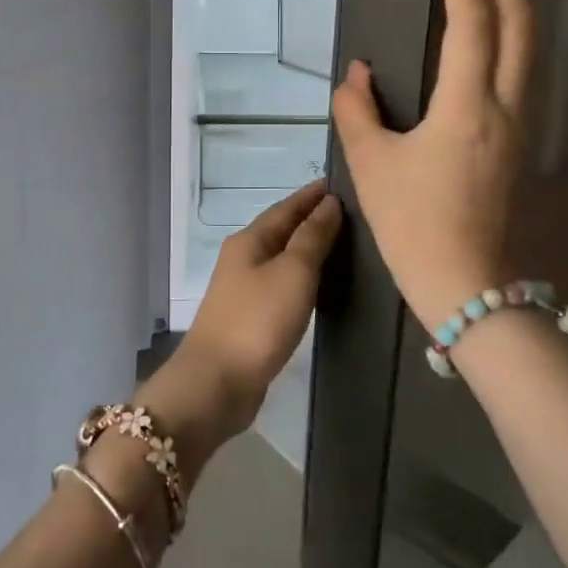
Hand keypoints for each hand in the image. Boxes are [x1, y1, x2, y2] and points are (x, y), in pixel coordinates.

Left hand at [146, 182, 341, 453]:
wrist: (217, 382)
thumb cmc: (257, 321)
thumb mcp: (292, 272)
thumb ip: (312, 237)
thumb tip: (329, 203)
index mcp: (249, 240)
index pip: (286, 207)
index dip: (312, 196)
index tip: (340, 185)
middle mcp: (243, 259)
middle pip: (280, 230)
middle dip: (310, 219)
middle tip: (350, 213)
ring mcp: (243, 290)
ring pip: (280, 258)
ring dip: (306, 248)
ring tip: (341, 244)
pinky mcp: (250, 318)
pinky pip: (280, 285)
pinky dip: (301, 277)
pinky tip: (318, 285)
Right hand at [331, 0, 531, 329]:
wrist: (465, 284)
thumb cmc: (412, 224)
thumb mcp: (371, 165)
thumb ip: (357, 111)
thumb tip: (358, 74)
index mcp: (467, 107)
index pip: (471, 21)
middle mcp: (503, 105)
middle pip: (517, 21)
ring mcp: (517, 123)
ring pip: (526, 44)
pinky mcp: (515, 139)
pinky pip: (519, 68)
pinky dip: (509, 30)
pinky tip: (493, 26)